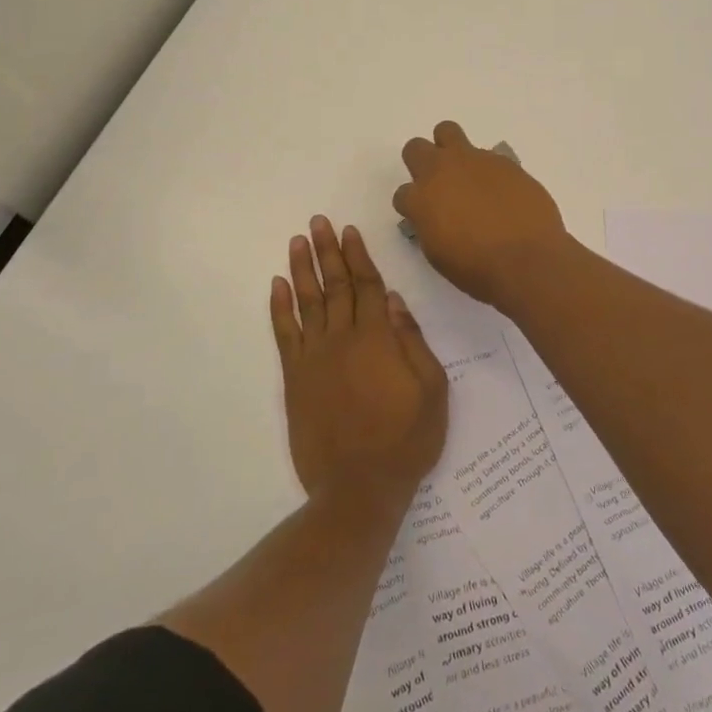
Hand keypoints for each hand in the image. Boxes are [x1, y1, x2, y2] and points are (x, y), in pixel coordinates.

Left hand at [271, 218, 448, 507]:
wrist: (359, 488)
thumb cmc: (406, 440)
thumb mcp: (433, 391)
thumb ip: (413, 342)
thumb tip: (394, 300)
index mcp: (378, 339)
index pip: (366, 285)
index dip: (358, 256)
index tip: (348, 230)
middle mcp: (342, 339)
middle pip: (334, 285)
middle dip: (327, 251)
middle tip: (317, 222)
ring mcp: (314, 358)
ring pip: (307, 302)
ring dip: (302, 269)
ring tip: (297, 242)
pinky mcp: (295, 378)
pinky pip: (284, 334)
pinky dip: (280, 308)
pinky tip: (278, 286)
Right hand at [393, 121, 569, 307]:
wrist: (528, 260)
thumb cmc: (478, 269)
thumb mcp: (439, 255)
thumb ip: (430, 227)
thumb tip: (434, 217)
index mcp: (420, 199)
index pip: (402, 194)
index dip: (412, 207)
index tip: (425, 218)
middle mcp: (442, 171)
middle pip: (416, 149)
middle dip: (421, 163)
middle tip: (439, 185)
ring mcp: (474, 160)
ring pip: (447, 132)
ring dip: (451, 149)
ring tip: (467, 174)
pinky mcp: (504, 160)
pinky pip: (487, 154)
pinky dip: (487, 169)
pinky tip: (501, 191)